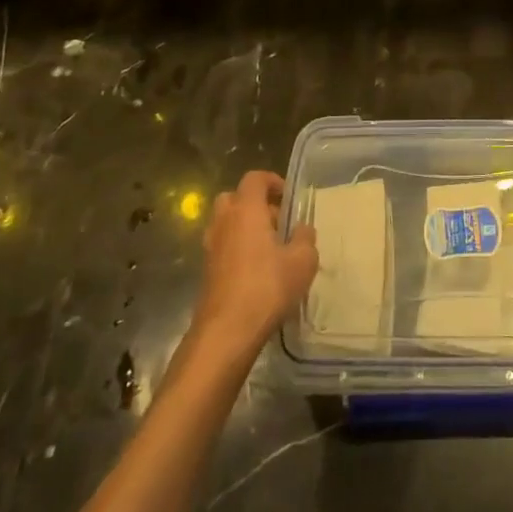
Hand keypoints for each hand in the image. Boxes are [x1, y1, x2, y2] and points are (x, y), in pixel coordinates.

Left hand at [189, 171, 318, 362]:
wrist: (226, 332)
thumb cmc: (267, 287)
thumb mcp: (302, 261)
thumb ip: (305, 238)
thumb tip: (302, 228)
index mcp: (246, 210)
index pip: (254, 179)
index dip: (271, 181)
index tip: (287, 196)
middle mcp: (224, 222)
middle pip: (234, 198)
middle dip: (254, 204)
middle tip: (276, 222)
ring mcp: (211, 248)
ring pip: (226, 224)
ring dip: (245, 228)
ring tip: (269, 248)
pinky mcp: (207, 272)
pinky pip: (223, 247)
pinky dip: (237, 249)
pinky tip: (257, 271)